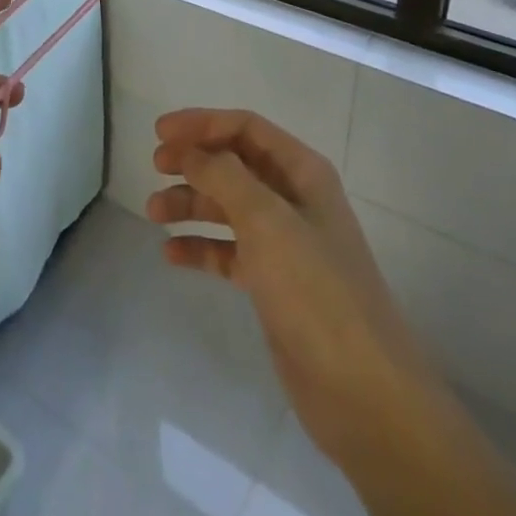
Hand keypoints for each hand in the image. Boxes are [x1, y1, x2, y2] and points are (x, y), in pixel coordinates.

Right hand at [147, 109, 422, 464]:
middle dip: (194, 161)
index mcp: (302, 172)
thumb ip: (224, 176)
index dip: (202, 123)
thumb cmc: (315, 289)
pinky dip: (201, 247)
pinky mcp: (273, 284)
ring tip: (153, 212)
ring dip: (191, 203)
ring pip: (228, 207)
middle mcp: (293, 199)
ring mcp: (284, 243)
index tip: (160, 132)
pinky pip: (229, 251)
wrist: (362, 392)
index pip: (246, 128)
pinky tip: (170, 254)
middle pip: (235, 164)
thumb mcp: (266, 221)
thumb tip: (190, 150)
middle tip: (155, 167)